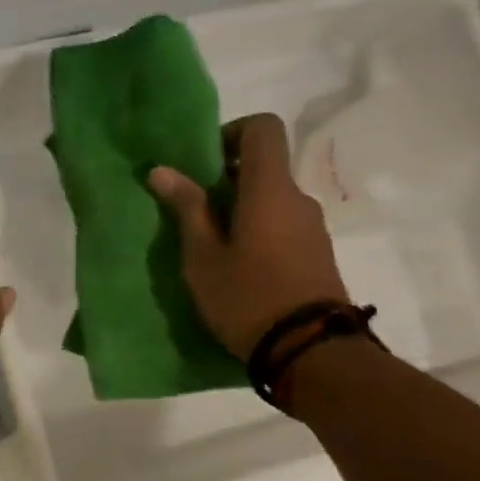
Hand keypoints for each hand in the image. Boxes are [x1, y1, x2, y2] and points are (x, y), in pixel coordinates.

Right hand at [147, 113, 348, 359]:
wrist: (310, 352)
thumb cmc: (247, 297)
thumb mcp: (202, 256)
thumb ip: (187, 208)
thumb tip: (162, 170)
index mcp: (270, 190)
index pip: (263, 128)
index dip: (231, 132)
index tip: (202, 162)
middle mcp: (297, 198)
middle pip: (264, 165)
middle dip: (225, 177)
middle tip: (191, 208)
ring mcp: (312, 227)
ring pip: (271, 197)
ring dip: (239, 207)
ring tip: (208, 243)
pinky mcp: (316, 253)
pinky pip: (282, 223)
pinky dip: (256, 228)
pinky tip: (235, 264)